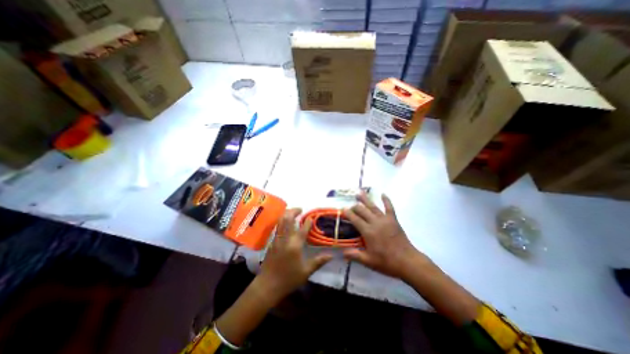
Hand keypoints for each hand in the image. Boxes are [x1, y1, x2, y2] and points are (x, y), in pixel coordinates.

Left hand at [257, 207, 333, 303]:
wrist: (267, 285)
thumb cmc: (288, 279)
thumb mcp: (306, 272)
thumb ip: (318, 261)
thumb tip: (331, 255)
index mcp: (295, 245)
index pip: (303, 229)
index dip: (308, 221)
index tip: (312, 217)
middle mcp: (285, 239)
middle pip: (288, 219)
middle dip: (294, 211)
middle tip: (300, 209)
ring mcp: (277, 239)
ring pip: (280, 221)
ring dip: (287, 214)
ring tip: (293, 212)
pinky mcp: (272, 242)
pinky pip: (277, 226)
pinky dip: (282, 220)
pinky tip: (285, 222)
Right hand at [343, 192, 430, 280]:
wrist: (407, 262)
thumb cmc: (386, 262)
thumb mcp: (368, 261)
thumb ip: (354, 255)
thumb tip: (342, 253)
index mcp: (368, 231)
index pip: (355, 219)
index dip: (348, 213)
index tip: (342, 209)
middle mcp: (375, 222)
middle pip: (362, 210)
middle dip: (355, 207)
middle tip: (350, 206)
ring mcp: (385, 219)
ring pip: (373, 206)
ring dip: (365, 199)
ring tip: (359, 193)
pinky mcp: (393, 220)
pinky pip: (389, 207)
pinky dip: (386, 200)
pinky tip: (383, 194)